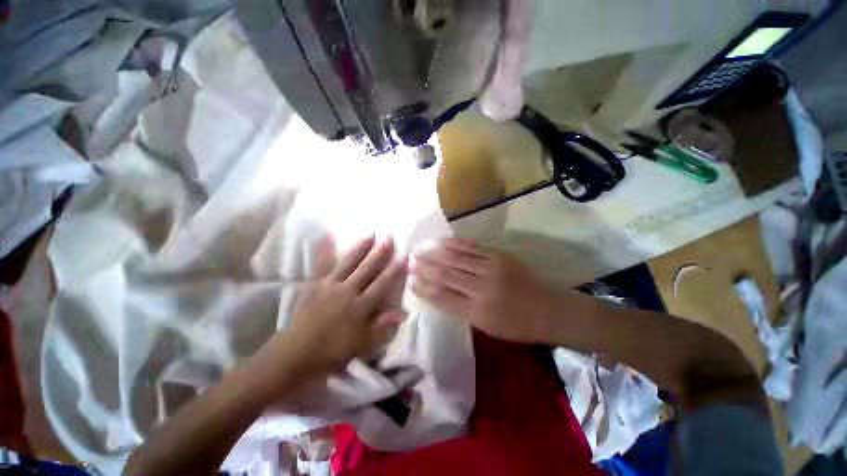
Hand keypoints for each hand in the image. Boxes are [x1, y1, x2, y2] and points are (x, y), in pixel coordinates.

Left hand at [259, 236, 407, 381]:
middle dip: (379, 252)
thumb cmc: (332, 352)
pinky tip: (327, 236)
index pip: (382, 284)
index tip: (404, 255)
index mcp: (360, 306)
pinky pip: (321, 265)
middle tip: (388, 237)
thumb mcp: (362, 345)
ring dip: (360, 248)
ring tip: (370, 234)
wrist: (295, 355)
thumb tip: (403, 312)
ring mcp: (329, 286)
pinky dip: (324, 250)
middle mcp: (347, 291)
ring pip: (348, 263)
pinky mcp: (315, 285)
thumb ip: (382, 327)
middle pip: (367, 269)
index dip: (394, 270)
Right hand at [412, 238, 559, 342]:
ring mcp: (492, 268)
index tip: (410, 282)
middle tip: (409, 263)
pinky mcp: (500, 256)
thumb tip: (439, 293)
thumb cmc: (517, 325)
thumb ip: (461, 309)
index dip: (423, 288)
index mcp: (478, 312)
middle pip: (446, 275)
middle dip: (425, 268)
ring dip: (435, 254)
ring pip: (456, 258)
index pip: (442, 297)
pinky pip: (473, 247)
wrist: (550, 309)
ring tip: (421, 250)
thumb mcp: (487, 327)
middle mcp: (482, 288)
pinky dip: (455, 244)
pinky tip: (443, 242)